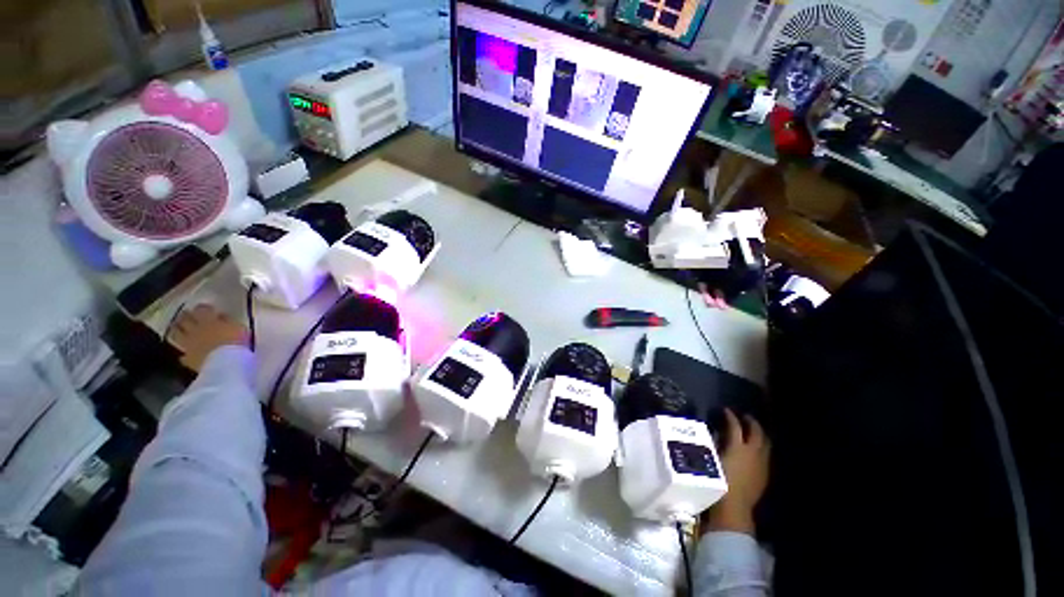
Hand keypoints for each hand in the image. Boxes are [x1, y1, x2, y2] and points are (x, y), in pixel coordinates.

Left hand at [166, 304, 247, 371]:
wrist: (225, 363)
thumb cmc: (236, 343)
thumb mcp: (239, 328)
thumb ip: (228, 321)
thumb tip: (221, 316)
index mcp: (209, 320)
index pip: (202, 309)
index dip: (203, 308)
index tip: (205, 308)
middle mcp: (195, 330)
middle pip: (185, 320)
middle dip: (185, 317)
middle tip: (186, 315)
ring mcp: (188, 344)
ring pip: (177, 333)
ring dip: (177, 330)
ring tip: (178, 329)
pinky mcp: (187, 358)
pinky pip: (182, 353)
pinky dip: (183, 351)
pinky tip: (185, 352)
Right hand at [703, 409, 770, 534]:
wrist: (734, 507)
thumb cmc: (719, 481)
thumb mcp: (712, 459)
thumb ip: (715, 444)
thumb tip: (717, 433)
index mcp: (738, 447)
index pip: (735, 426)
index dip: (730, 416)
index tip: (725, 410)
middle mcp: (753, 453)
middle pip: (756, 432)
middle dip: (751, 422)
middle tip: (744, 417)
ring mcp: (762, 464)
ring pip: (765, 443)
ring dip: (759, 435)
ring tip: (752, 431)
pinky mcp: (764, 474)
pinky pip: (765, 455)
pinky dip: (761, 447)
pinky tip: (754, 450)